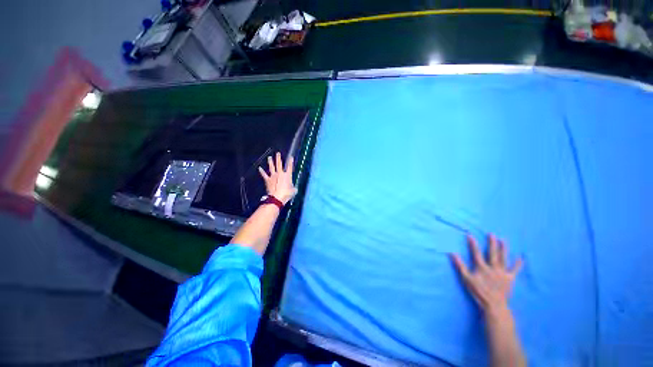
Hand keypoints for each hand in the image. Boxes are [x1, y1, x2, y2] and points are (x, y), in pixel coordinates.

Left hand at [258, 152, 297, 204]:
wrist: (277, 197)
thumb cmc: (287, 194)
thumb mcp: (294, 191)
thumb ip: (294, 187)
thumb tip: (294, 188)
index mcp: (287, 175)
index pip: (290, 167)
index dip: (290, 162)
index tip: (291, 157)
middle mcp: (280, 174)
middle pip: (279, 164)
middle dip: (278, 158)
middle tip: (278, 153)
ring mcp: (273, 176)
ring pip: (271, 167)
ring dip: (270, 162)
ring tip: (269, 157)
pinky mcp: (268, 180)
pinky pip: (264, 175)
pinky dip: (261, 171)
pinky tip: (259, 168)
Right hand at [450, 234, 522, 315]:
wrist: (494, 304)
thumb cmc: (478, 291)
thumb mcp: (466, 279)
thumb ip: (460, 266)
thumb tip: (453, 253)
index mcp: (482, 267)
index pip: (476, 253)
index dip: (472, 244)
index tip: (470, 235)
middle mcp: (493, 267)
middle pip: (492, 253)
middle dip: (491, 243)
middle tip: (491, 234)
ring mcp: (502, 272)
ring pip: (503, 258)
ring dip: (503, 249)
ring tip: (503, 240)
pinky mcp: (510, 278)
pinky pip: (514, 270)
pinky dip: (518, 264)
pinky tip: (521, 258)